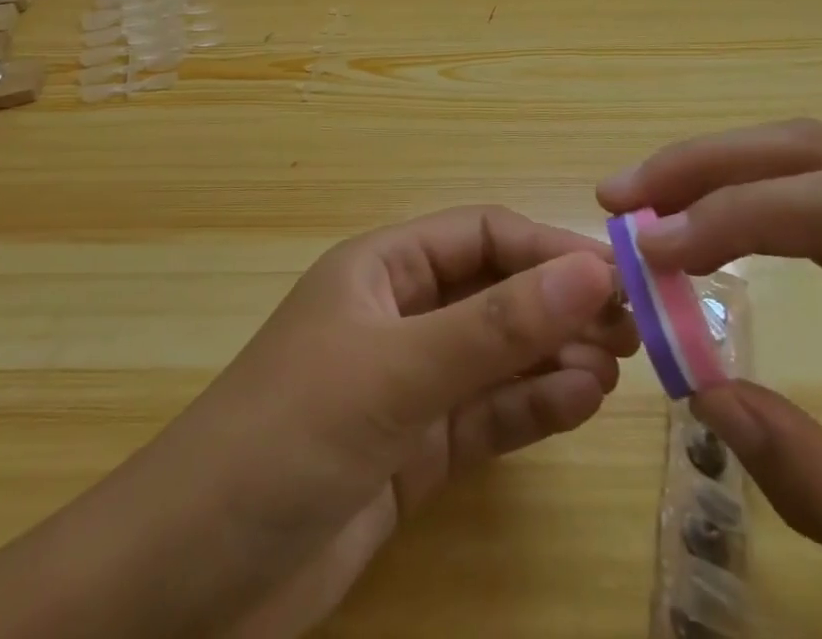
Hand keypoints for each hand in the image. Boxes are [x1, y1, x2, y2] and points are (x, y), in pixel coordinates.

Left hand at [196, 205, 638, 636]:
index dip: (546, 248)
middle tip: (633, 328)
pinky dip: (532, 407)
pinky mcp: (413, 453)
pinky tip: (580, 403)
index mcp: (381, 269)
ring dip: (553, 356)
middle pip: (494, 294)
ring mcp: (407, 386)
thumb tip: (591, 270)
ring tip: (613, 368)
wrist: (188, 584)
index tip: (614, 275)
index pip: (480, 236)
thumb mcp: (395, 373)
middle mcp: (398, 316)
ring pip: (497, 356)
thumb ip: (494, 327)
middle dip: (558, 304)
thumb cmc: (287, 437)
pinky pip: (486, 416)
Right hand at [597, 121, 821, 638]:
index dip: (744, 209)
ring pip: (810, 158)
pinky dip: (745, 196)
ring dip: (718, 168)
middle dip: (710, 164)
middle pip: (818, 152)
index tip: (660, 250)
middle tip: (620, 197)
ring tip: (643, 201)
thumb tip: (707, 399)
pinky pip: (814, 194)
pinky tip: (703, 225)